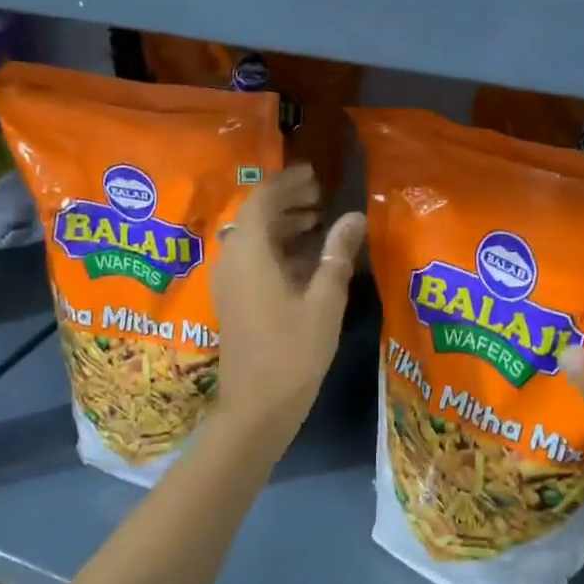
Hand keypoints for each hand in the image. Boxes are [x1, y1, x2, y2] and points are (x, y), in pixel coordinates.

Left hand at [211, 165, 366, 441]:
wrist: (256, 408)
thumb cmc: (293, 352)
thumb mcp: (324, 301)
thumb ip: (337, 255)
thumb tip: (354, 217)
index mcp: (249, 253)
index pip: (263, 200)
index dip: (287, 183)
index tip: (314, 175)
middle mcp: (232, 260)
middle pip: (255, 216)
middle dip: (287, 202)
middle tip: (321, 196)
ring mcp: (229, 282)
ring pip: (254, 238)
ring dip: (283, 225)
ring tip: (319, 222)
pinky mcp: (234, 300)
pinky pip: (253, 259)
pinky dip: (277, 248)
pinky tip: (306, 257)